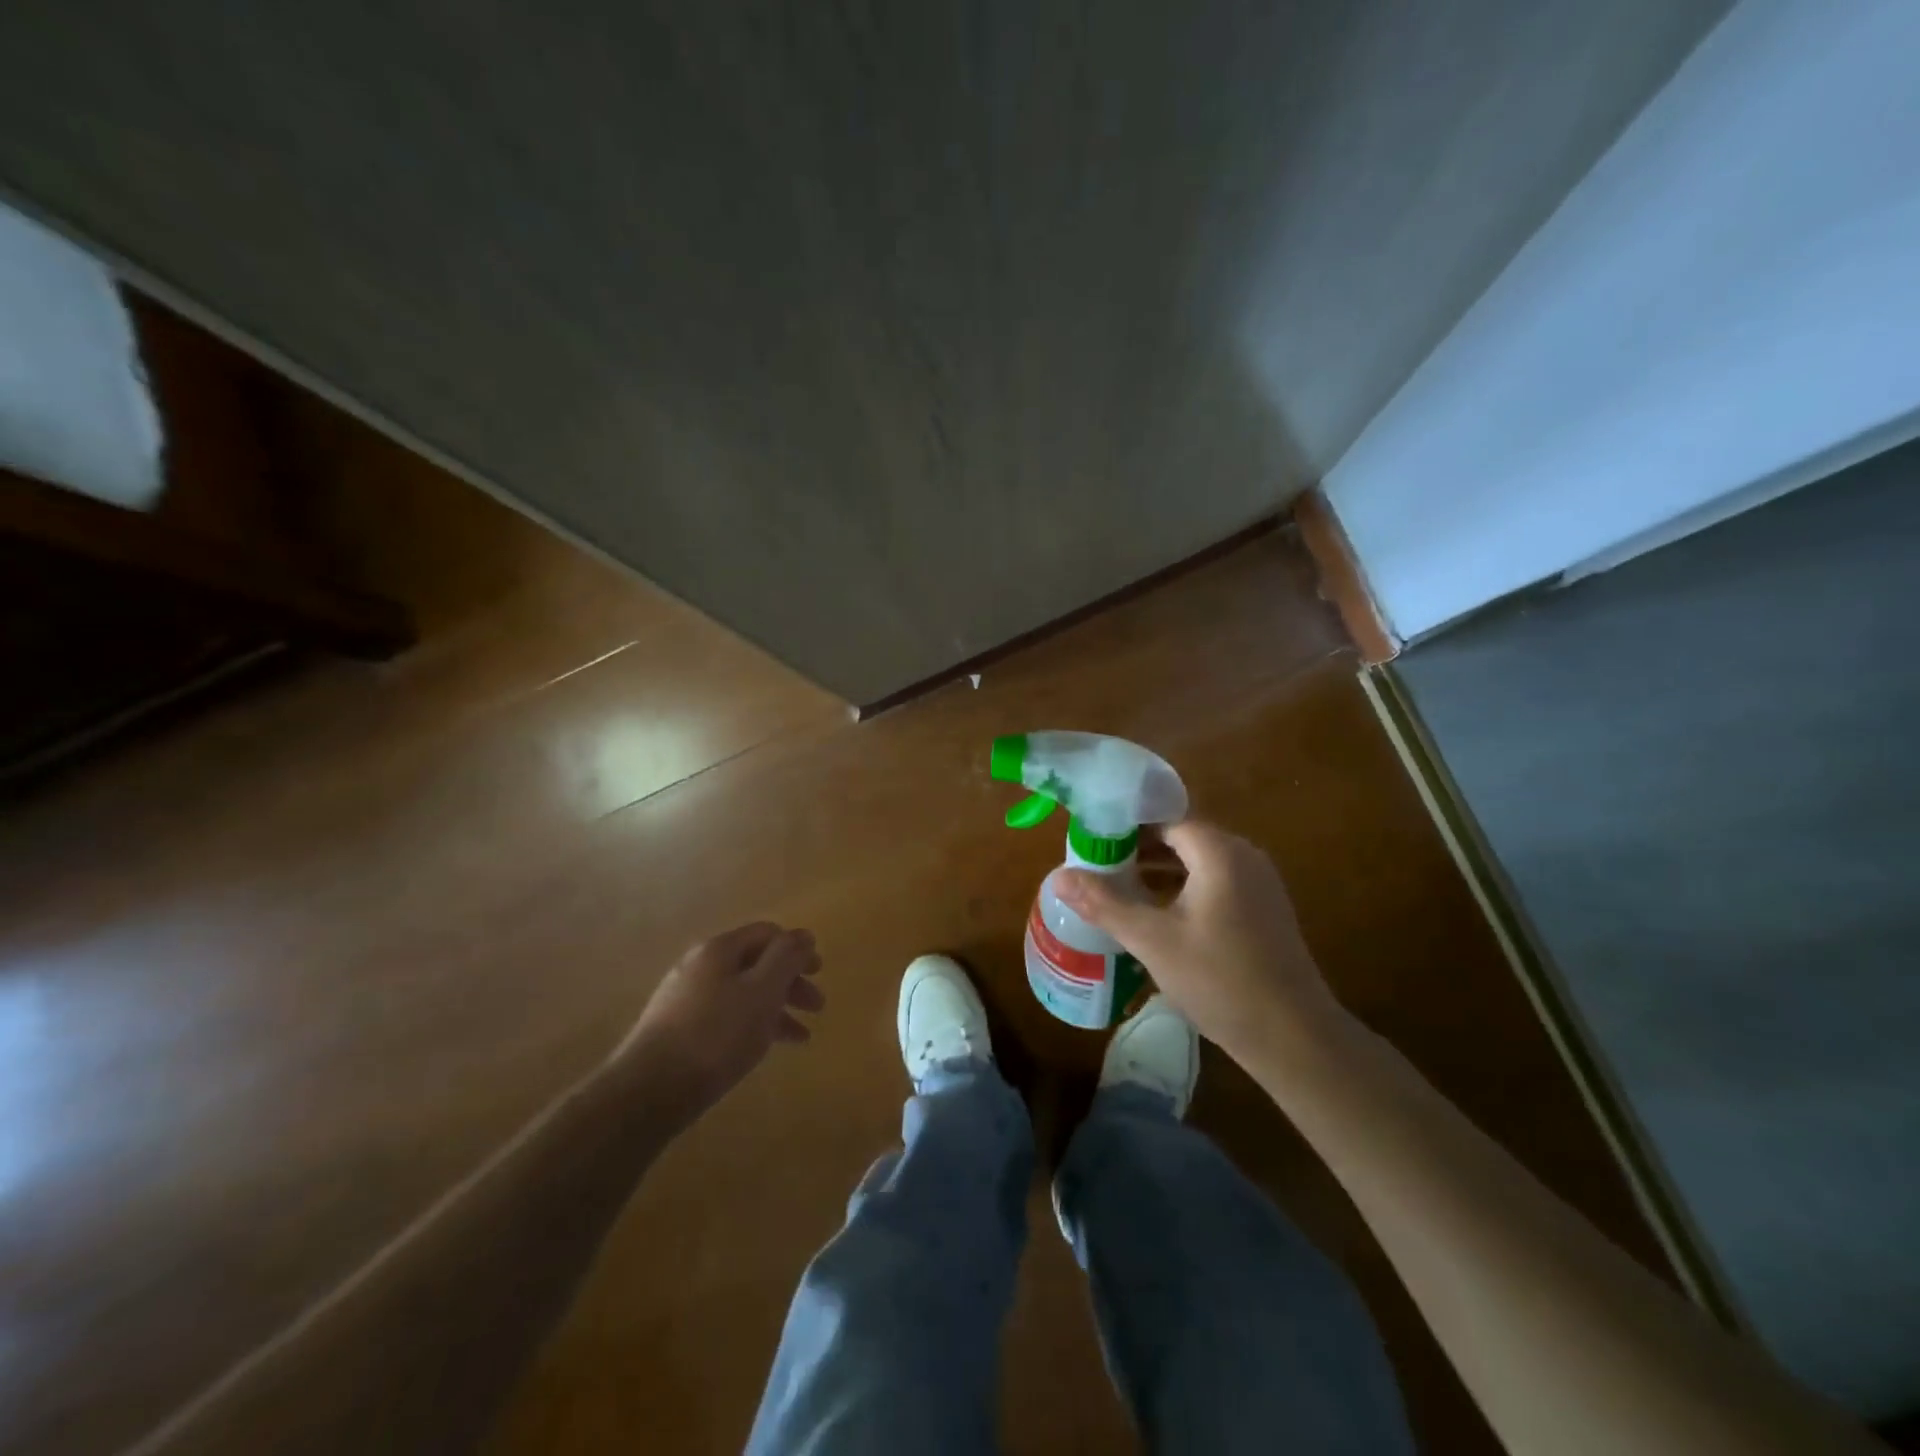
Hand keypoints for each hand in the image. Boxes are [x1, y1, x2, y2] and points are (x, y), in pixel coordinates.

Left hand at [609, 922, 824, 1122]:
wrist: (647, 1091)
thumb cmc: (716, 1035)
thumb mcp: (762, 991)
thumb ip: (787, 958)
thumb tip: (804, 935)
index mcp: (719, 949)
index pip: (767, 933)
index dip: (797, 948)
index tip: (820, 972)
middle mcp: (700, 965)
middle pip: (755, 963)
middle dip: (790, 981)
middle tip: (817, 1007)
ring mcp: (685, 998)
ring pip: (742, 993)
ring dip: (775, 1008)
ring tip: (800, 1036)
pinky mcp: (677, 1030)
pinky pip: (725, 1017)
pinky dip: (751, 1026)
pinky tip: (764, 1049)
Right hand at [1055, 821, 1347, 1068]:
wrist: (1294, 1037)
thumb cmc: (1219, 979)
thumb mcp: (1152, 940)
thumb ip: (1105, 904)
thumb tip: (1058, 877)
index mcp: (1219, 852)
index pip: (1165, 819)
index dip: (1126, 828)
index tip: (1091, 842)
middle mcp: (1243, 856)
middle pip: (1182, 838)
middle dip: (1139, 849)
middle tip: (1098, 866)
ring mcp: (1258, 884)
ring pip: (1198, 862)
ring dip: (1159, 870)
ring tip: (1118, 888)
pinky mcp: (1263, 910)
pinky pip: (1215, 883)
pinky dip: (1183, 888)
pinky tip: (1157, 915)